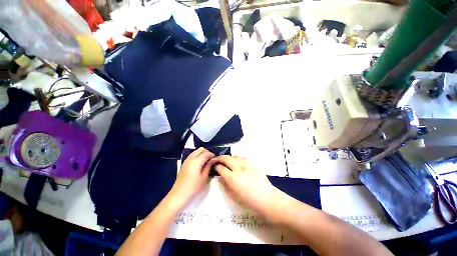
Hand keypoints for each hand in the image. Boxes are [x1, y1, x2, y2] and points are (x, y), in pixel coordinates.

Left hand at [168, 148, 214, 207]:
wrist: (178, 195)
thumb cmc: (193, 187)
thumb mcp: (204, 177)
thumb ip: (208, 166)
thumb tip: (213, 160)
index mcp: (196, 161)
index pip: (206, 153)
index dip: (212, 155)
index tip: (216, 159)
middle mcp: (190, 158)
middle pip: (201, 149)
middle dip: (207, 152)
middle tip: (211, 160)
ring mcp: (186, 160)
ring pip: (196, 151)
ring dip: (202, 154)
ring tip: (206, 162)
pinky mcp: (184, 163)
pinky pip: (192, 155)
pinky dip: (198, 156)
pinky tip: (200, 164)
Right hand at [210, 156, 284, 219]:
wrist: (266, 198)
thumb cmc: (248, 201)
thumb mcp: (233, 196)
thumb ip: (224, 185)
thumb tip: (220, 177)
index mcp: (232, 178)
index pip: (221, 168)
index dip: (216, 166)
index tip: (214, 166)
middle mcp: (239, 168)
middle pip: (226, 158)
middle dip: (219, 158)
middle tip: (216, 159)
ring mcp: (246, 164)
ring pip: (234, 156)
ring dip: (228, 157)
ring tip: (226, 160)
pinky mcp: (252, 163)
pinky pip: (242, 158)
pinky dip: (236, 158)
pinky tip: (236, 161)